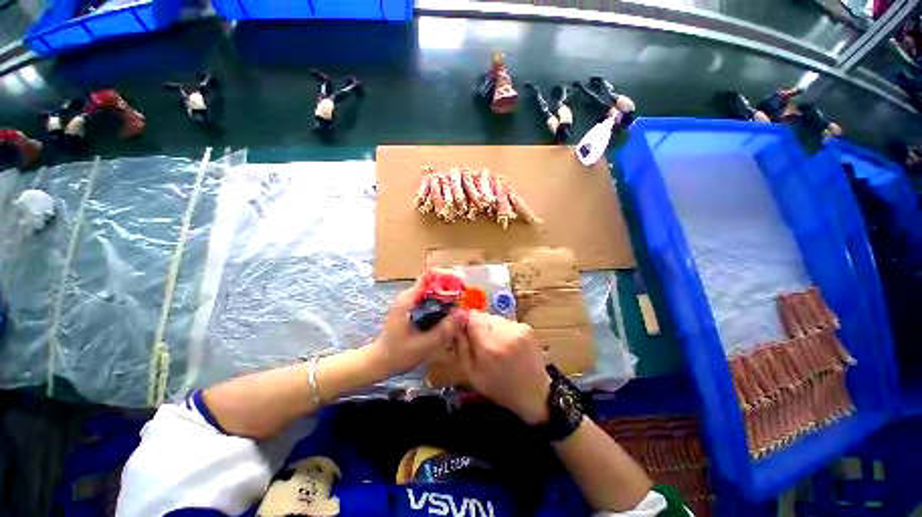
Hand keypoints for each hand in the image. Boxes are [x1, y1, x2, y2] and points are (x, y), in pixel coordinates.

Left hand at [369, 272, 465, 376]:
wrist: (381, 361)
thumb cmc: (399, 354)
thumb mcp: (424, 344)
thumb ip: (444, 329)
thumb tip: (464, 313)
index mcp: (409, 299)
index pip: (429, 276)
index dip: (447, 277)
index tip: (462, 285)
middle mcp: (410, 296)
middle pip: (434, 283)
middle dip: (451, 288)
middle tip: (466, 299)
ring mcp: (411, 301)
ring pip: (434, 292)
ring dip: (448, 297)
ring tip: (462, 306)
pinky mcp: (413, 308)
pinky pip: (431, 301)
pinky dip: (442, 304)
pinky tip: (450, 315)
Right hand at [459, 312, 550, 424]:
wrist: (534, 393)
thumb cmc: (499, 387)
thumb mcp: (472, 374)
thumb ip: (461, 348)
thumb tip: (455, 326)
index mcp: (488, 347)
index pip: (473, 316)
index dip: (466, 320)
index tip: (464, 329)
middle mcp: (504, 333)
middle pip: (483, 316)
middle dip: (478, 325)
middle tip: (480, 341)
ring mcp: (517, 329)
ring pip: (495, 318)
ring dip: (491, 327)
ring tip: (495, 344)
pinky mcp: (527, 328)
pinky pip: (506, 322)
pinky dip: (503, 330)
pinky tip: (507, 344)